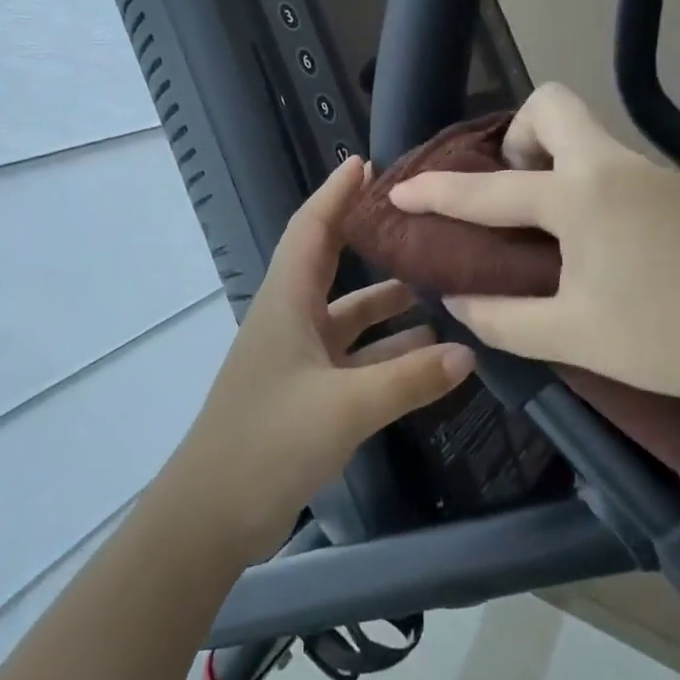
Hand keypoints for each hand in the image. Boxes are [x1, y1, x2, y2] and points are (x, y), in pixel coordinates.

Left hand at [168, 155, 475, 559]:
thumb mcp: (345, 407)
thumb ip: (408, 379)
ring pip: (348, 316)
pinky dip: (385, 352)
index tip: (366, 164)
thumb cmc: (269, 441)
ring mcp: (297, 358)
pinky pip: (353, 358)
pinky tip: (427, 356)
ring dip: (387, 305)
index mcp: (286, 302)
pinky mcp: (305, 393)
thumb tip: (468, 351)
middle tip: (416, 222)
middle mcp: (290, 319)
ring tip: (441, 290)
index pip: (311, 229)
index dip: (335, 193)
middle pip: (331, 264)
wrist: (212, 515)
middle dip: (368, 240)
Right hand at [387, 83, 679, 419]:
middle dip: (516, 138)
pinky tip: (590, 241)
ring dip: (550, 161)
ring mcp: (651, 173)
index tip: (401, 190)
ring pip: (585, 134)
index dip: (437, 191)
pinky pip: (609, 164)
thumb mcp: (576, 336)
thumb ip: (505, 318)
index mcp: (580, 195)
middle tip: (510, 195)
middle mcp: (612, 166)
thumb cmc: (674, 337)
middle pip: (552, 105)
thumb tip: (460, 301)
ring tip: (542, 226)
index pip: (489, 188)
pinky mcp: (676, 191)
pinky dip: (582, 183)